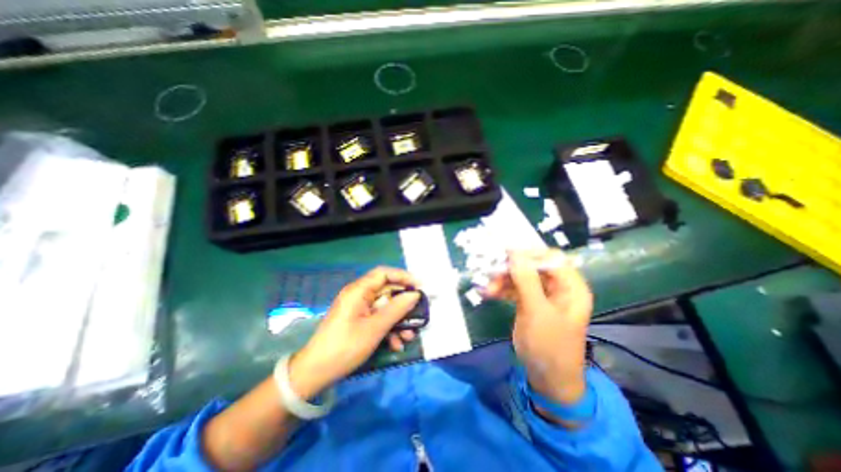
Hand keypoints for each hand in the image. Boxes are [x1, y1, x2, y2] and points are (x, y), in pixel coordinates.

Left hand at [287, 267, 420, 400]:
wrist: (316, 373)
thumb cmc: (346, 346)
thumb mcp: (375, 328)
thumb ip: (397, 309)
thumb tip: (415, 294)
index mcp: (359, 290)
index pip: (384, 273)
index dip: (403, 277)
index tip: (419, 287)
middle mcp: (358, 295)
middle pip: (387, 292)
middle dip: (403, 306)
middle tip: (418, 315)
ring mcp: (358, 308)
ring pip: (384, 308)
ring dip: (398, 321)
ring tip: (409, 337)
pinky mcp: (358, 320)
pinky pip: (377, 318)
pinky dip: (388, 328)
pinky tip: (396, 344)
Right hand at [484, 249, 592, 402]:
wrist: (548, 380)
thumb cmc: (549, 346)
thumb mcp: (537, 311)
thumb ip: (526, 280)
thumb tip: (514, 252)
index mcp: (571, 286)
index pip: (551, 258)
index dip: (529, 254)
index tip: (505, 256)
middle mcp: (558, 287)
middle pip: (532, 266)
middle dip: (511, 270)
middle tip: (492, 275)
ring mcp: (543, 295)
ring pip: (520, 276)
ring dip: (503, 280)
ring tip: (488, 290)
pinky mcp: (530, 303)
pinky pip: (515, 288)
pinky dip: (502, 289)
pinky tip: (489, 294)